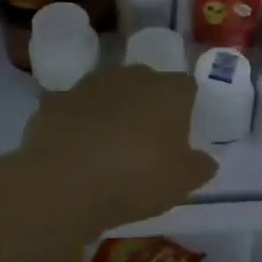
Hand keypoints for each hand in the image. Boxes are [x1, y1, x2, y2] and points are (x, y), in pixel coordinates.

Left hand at [12, 64, 217, 233]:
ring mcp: (89, 85)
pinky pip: (73, 108)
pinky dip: (76, 122)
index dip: (185, 107)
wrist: (64, 184)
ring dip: (111, 108)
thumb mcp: (182, 182)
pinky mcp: (55, 101)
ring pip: (108, 90)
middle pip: (146, 82)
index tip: (181, 132)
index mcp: (168, 91)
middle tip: (145, 137)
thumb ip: (200, 167)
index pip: (186, 87)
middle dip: (147, 102)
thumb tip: (206, 161)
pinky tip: (75, 147)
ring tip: (108, 143)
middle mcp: (131, 77)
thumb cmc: (136, 178)